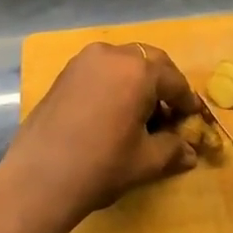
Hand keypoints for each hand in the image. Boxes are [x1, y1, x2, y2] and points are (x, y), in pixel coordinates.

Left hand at [2, 42, 201, 229]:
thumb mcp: (146, 161)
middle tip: (170, 112)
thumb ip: (172, 149)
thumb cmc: (101, 165)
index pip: (173, 80)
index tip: (193, 118)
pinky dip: (114, 83)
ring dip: (138, 81)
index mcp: (138, 70)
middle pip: (149, 62)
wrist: (39, 177)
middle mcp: (111, 55)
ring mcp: (83, 61)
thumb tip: (190, 152)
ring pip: (122, 62)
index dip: (186, 101)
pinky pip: (100, 70)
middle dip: (163, 84)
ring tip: (141, 113)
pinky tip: (114, 111)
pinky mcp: (64, 74)